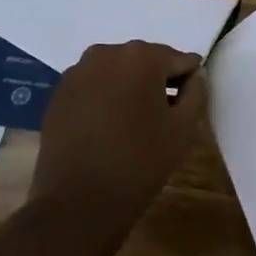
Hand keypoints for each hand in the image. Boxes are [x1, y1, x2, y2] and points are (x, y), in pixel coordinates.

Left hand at [30, 42, 207, 255]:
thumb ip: (196, 92)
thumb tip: (195, 75)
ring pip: (118, 72)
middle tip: (160, 120)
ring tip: (131, 125)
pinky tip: (106, 129)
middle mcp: (107, 52)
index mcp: (142, 56)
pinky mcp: (58, 93)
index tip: (183, 111)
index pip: (180, 60)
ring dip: (129, 90)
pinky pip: (94, 86)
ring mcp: (78, 72)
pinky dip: (105, 99)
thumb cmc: (140, 162)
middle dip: (157, 84)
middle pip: (146, 62)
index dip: (187, 85)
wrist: (77, 202)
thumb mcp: (183, 128)